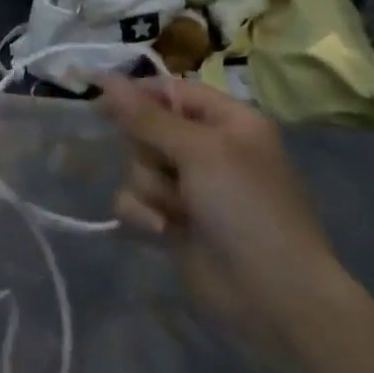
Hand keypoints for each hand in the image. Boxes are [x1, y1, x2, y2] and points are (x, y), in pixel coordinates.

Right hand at [95, 74, 349, 347]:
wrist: (272, 295)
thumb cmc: (246, 208)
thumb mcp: (199, 151)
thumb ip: (147, 116)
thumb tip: (105, 77)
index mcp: (227, 122)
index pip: (171, 90)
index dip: (137, 94)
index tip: (101, 101)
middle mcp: (207, 149)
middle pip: (146, 129)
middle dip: (148, 152)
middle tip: (169, 169)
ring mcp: (189, 187)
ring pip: (137, 166)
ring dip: (150, 188)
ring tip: (178, 212)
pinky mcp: (171, 219)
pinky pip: (133, 200)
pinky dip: (143, 213)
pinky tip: (163, 231)